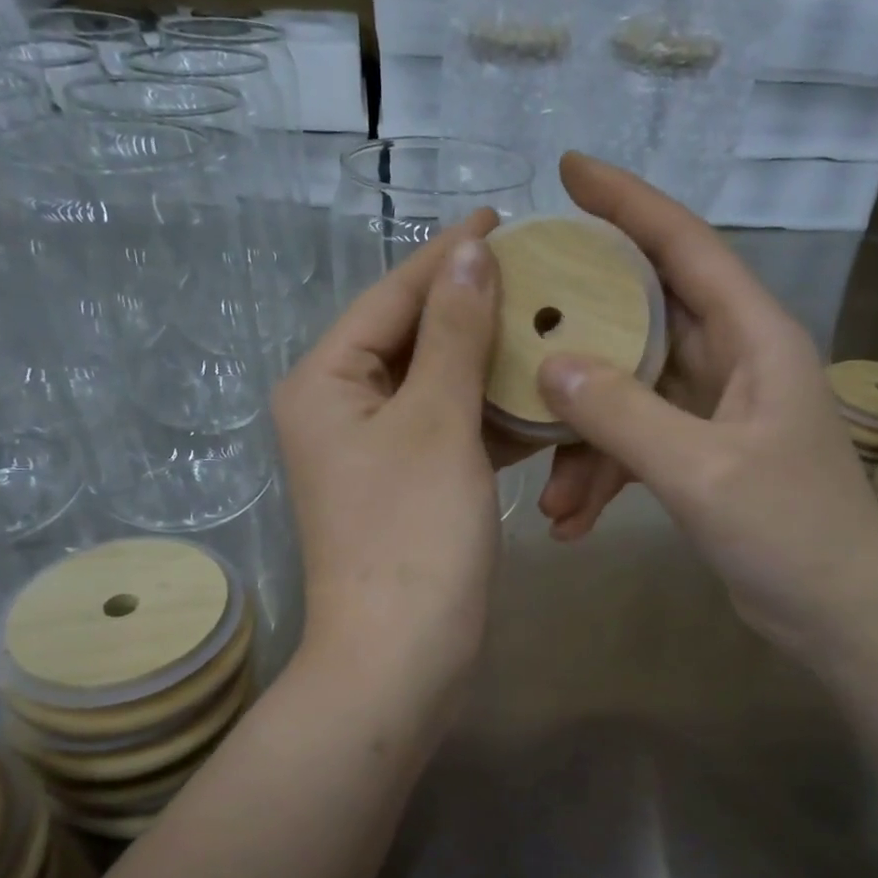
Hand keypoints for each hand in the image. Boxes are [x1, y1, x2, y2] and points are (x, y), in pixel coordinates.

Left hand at [273, 213, 505, 711]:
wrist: (402, 658)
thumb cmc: (413, 535)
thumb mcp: (437, 423)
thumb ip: (455, 333)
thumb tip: (470, 252)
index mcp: (327, 381)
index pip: (393, 296)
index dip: (448, 256)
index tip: (503, 219)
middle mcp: (341, 409)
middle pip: (414, 338)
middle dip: (475, 307)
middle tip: (540, 272)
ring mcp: (377, 452)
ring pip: (439, 386)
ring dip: (490, 362)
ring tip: (550, 323)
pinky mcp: (410, 487)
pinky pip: (452, 430)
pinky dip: (491, 415)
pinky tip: (539, 396)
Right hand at [535, 153, 877, 666]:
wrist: (840, 618)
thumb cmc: (792, 535)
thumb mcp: (702, 472)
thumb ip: (624, 416)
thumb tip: (551, 365)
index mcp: (755, 338)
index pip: (685, 245)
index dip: (628, 202)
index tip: (569, 170)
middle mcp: (736, 361)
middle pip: (646, 317)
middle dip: (581, 329)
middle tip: (515, 321)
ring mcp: (718, 411)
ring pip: (632, 394)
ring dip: (586, 440)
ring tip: (548, 495)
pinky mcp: (704, 457)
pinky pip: (639, 445)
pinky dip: (605, 477)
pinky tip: (572, 521)